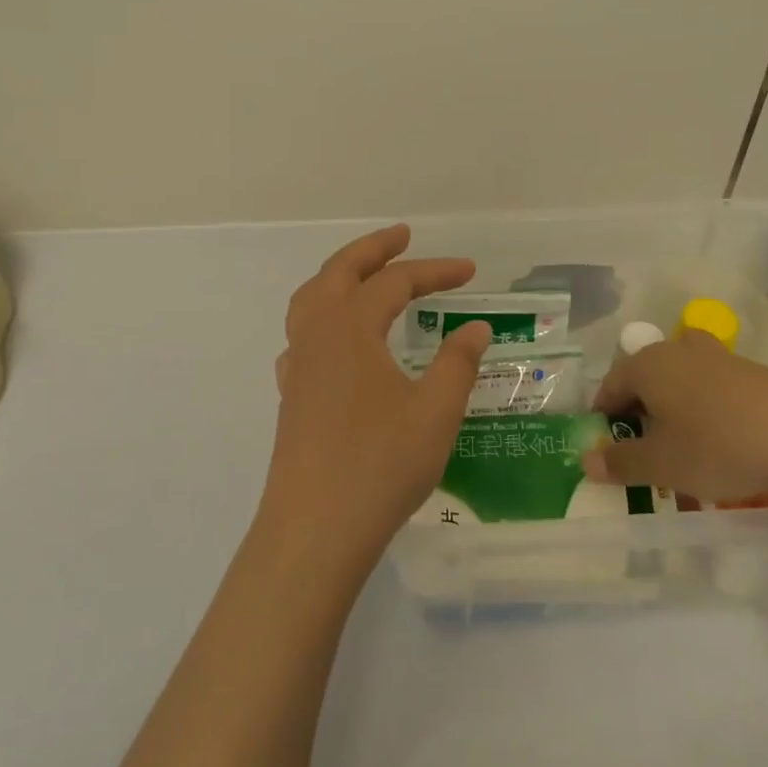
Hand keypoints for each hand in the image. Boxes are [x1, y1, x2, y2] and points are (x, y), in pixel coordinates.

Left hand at [258, 224, 492, 576]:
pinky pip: (303, 335)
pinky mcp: (292, 395)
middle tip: (403, 236)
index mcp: (349, 328)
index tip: (471, 272)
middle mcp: (317, 335)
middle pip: (339, 272)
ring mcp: (298, 365)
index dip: (436, 270)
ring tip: (367, 275)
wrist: (315, 530)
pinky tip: (339, 341)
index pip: (396, 282)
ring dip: (341, 277)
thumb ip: (458, 363)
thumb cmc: (380, 464)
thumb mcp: (435, 411)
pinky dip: (323, 317)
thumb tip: (475, 328)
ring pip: (312, 299)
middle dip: (373, 249)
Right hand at [584, 329, 767, 519]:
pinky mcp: (748, 370)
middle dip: (638, 416)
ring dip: (671, 413)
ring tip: (682, 449)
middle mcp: (676, 349)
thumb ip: (619, 461)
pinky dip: (702, 411)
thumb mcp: (661, 464)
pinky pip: (708, 388)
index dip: (604, 421)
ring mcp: (715, 356)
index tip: (609, 453)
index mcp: (646, 364)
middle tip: (645, 454)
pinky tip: (719, 442)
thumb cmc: (718, 447)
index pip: (609, 388)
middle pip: (642, 381)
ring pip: (677, 383)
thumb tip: (587, 459)